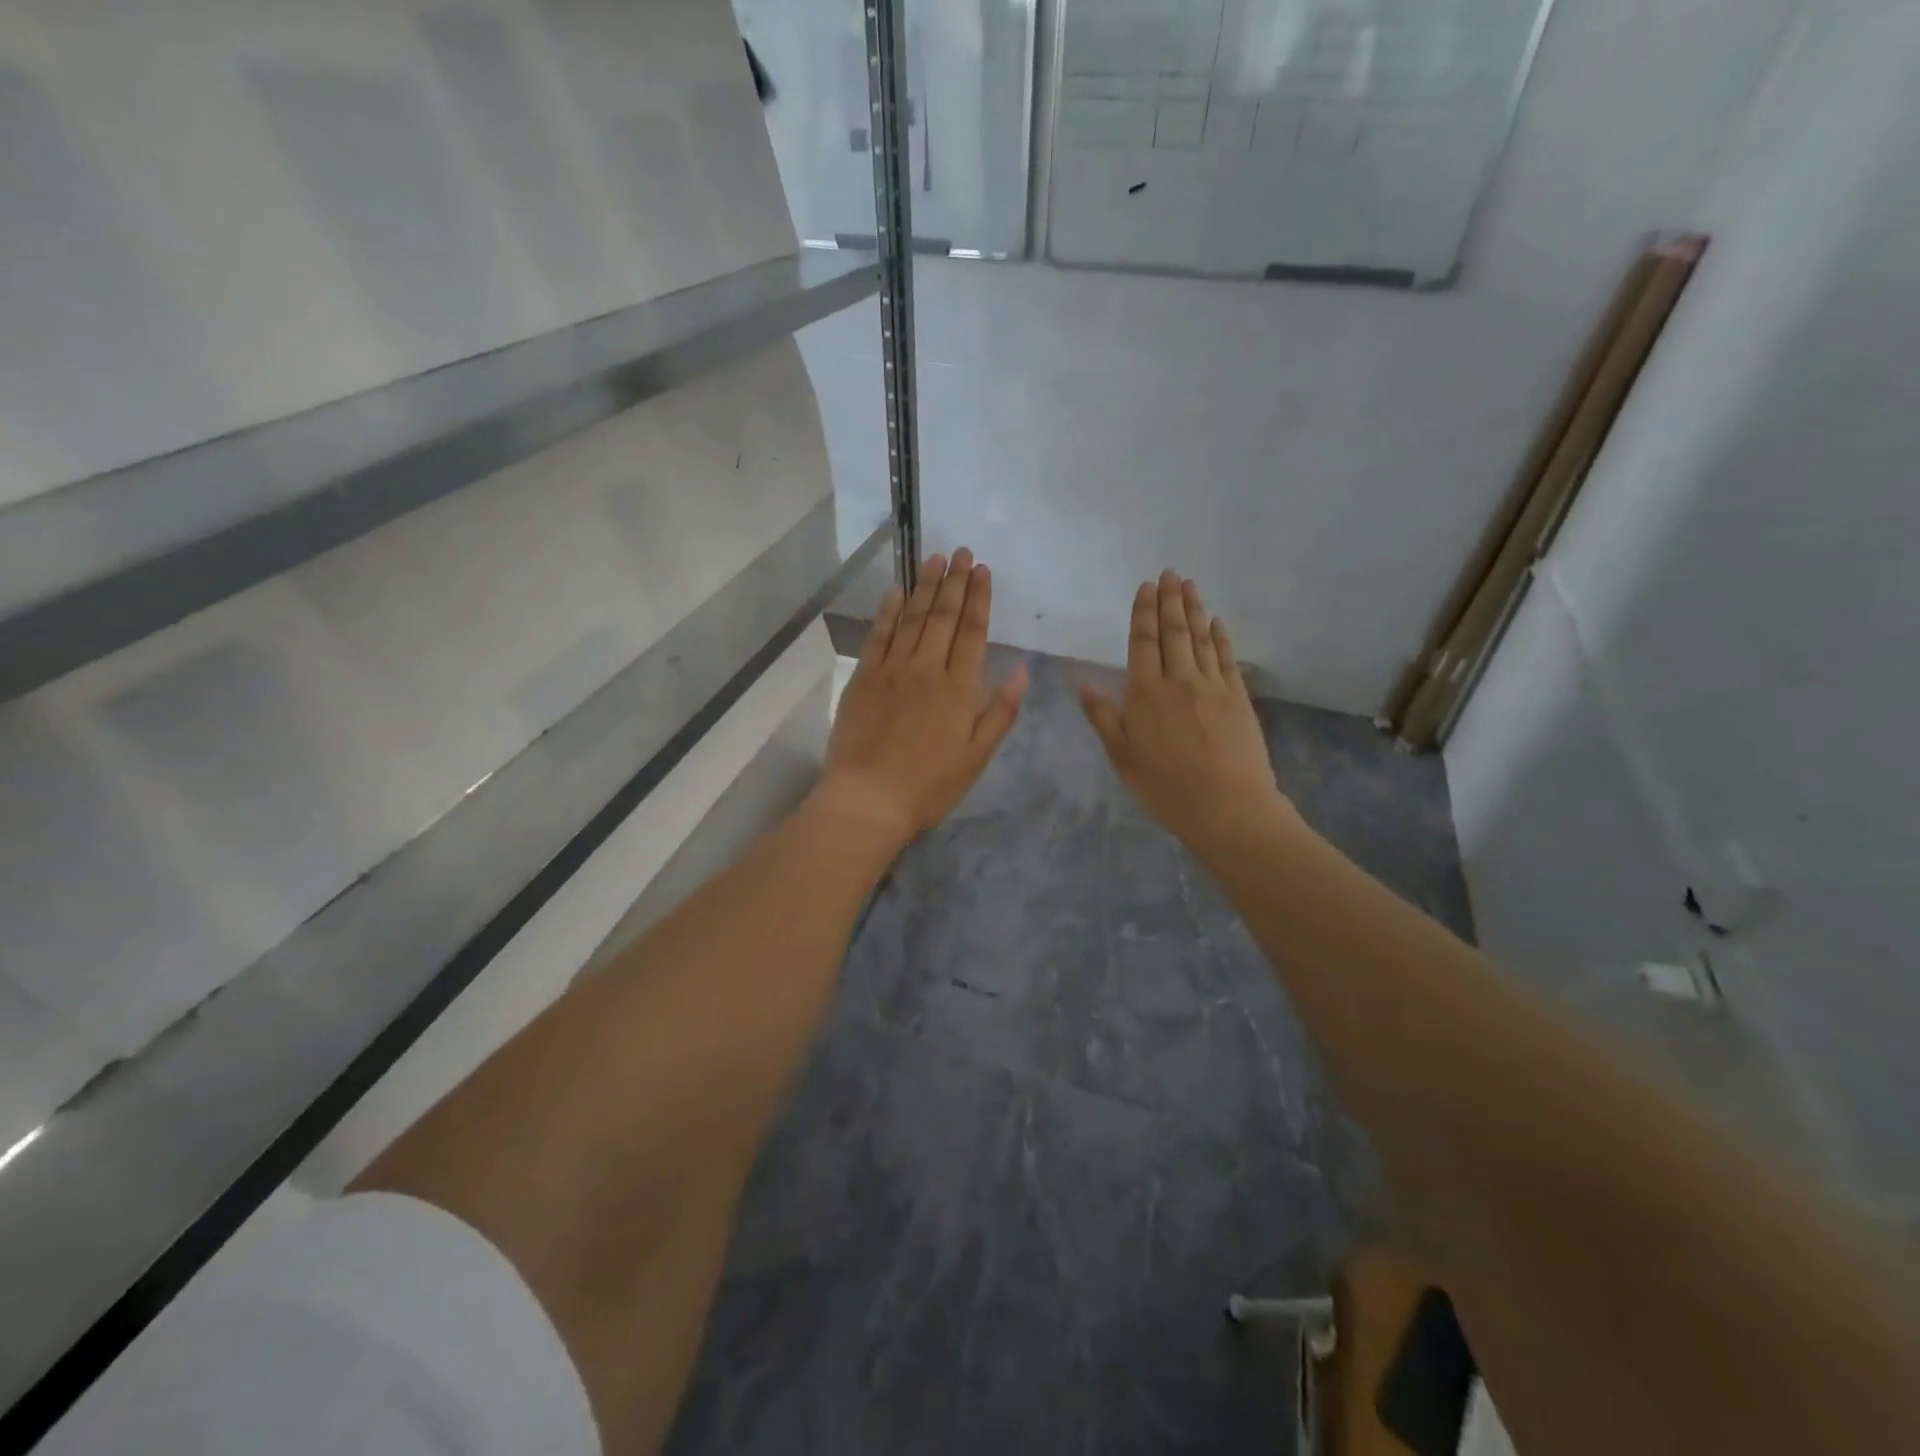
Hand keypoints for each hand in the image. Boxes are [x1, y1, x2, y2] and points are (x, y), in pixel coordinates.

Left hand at [818, 548, 1028, 846]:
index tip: (982, 570)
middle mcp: (927, 669)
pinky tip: (895, 591)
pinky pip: (879, 635)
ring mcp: (892, 670)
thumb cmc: (930, 785)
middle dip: (955, 582)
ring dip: (925, 587)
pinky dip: (888, 611)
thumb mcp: (977, 756)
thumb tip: (1024, 669)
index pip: (973, 631)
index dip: (979, 598)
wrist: (868, 798)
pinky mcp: (863, 678)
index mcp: (959, 688)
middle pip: (944, 617)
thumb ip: (1001, 710)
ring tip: (935, 559)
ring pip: (912, 618)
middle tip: (961, 552)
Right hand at [1079, 571, 1297, 857]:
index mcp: (1146, 694)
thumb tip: (1082, 684)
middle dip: (1169, 600)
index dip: (1143, 613)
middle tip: (1169, 573)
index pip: (1143, 642)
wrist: (1228, 807)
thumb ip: (1103, 717)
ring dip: (1193, 609)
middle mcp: (1179, 680)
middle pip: (1173, 632)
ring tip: (1189, 584)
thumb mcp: (1123, 757)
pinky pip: (1226, 657)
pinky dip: (1220, 636)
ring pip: (1200, 638)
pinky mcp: (1238, 697)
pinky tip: (1216, 622)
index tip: (1144, 588)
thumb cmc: (1166, 787)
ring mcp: (1213, 686)